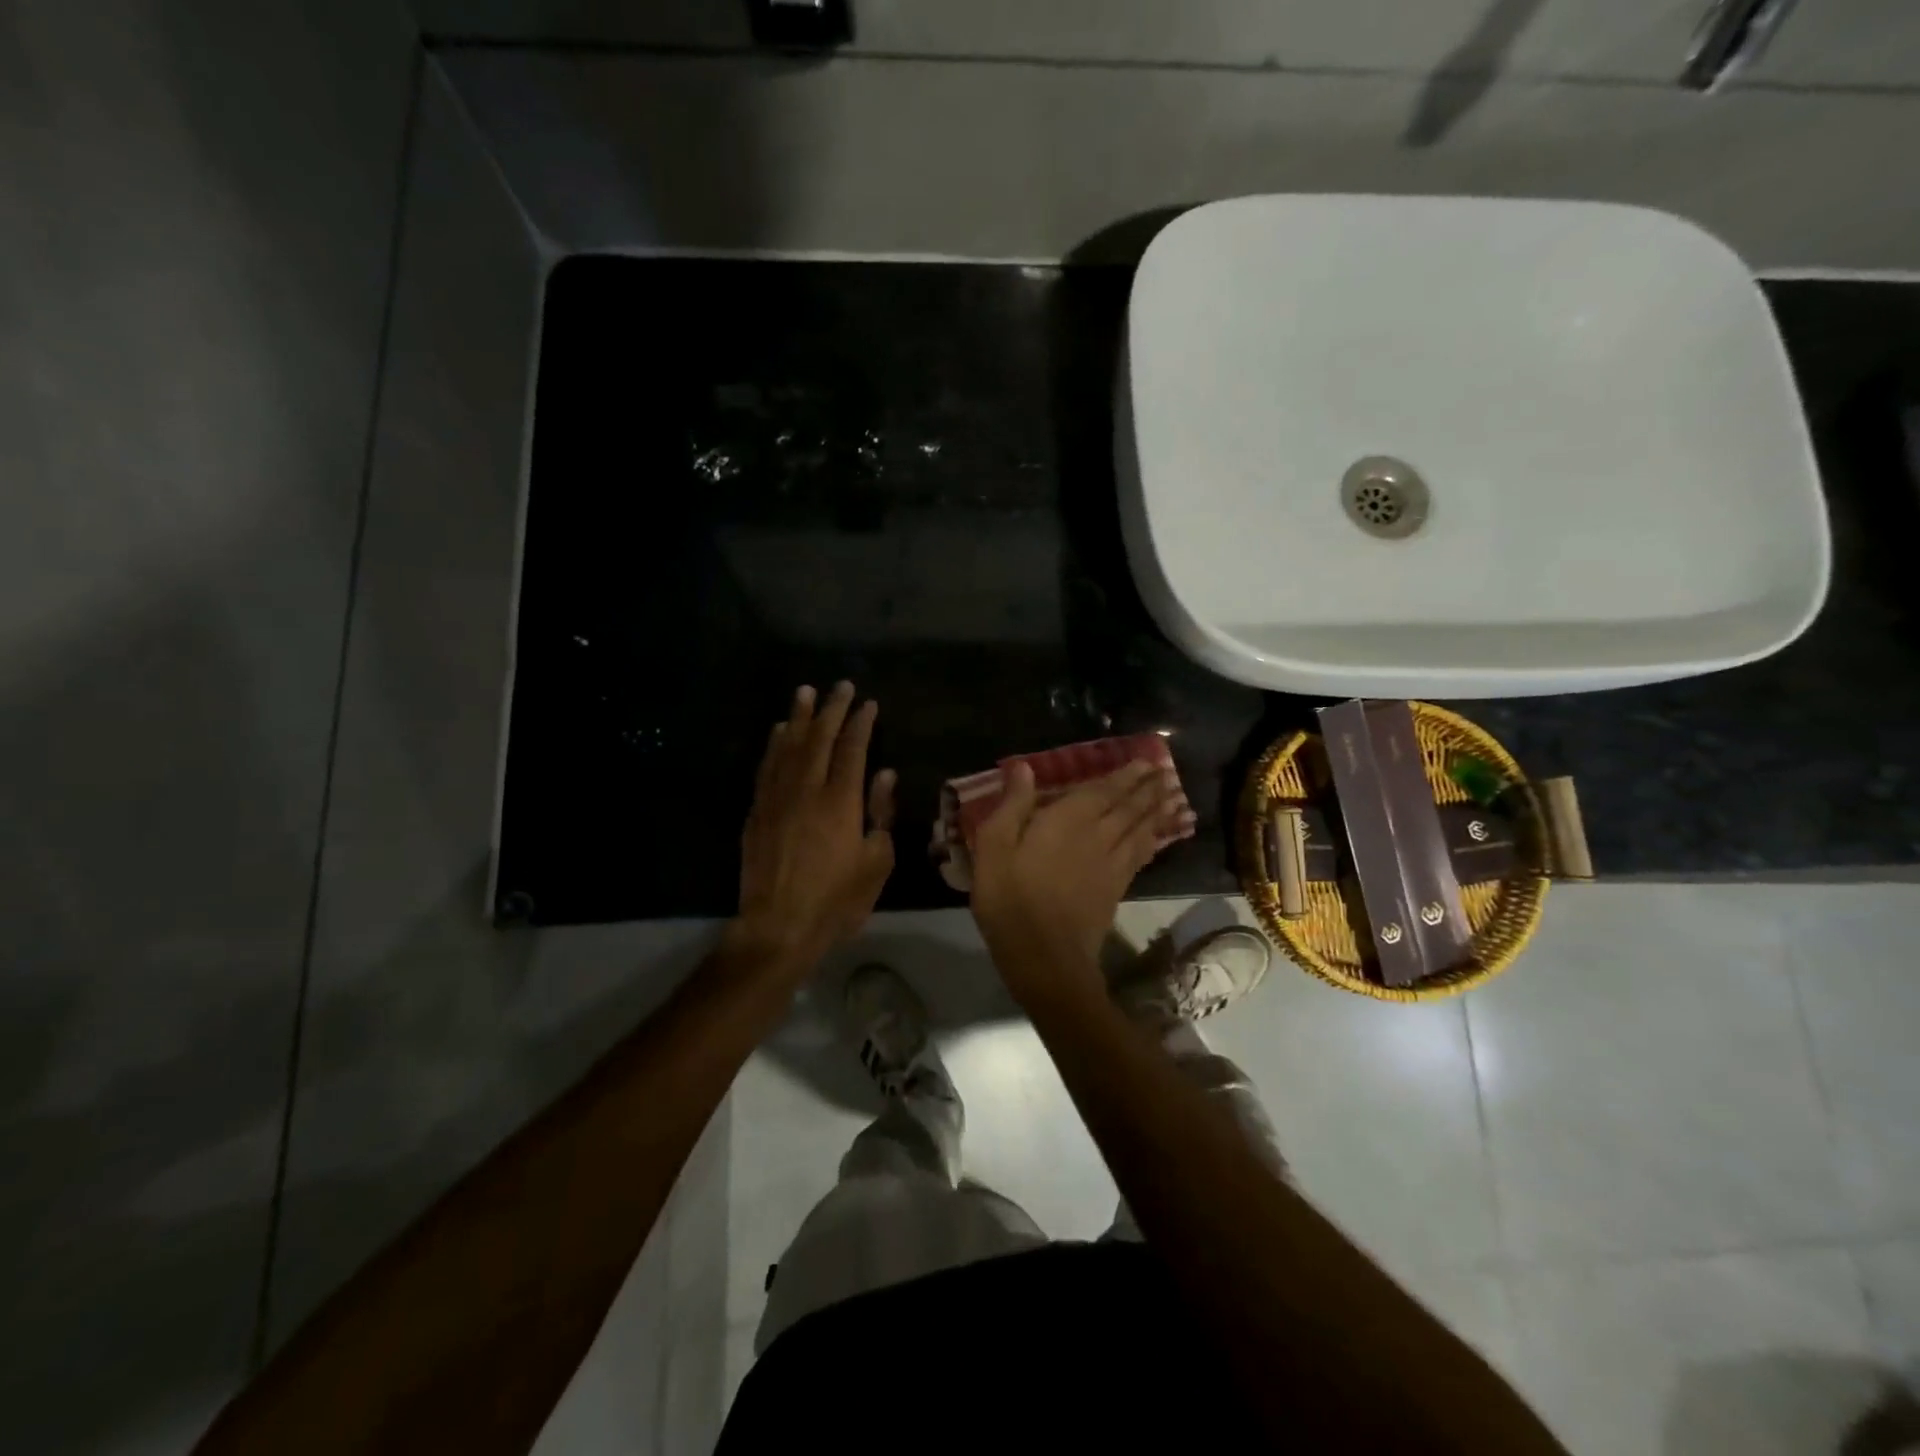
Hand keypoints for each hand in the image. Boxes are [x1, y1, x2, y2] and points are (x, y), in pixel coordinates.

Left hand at [733, 683, 895, 972]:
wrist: (779, 926)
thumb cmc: (837, 900)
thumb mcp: (876, 862)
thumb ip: (880, 813)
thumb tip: (883, 774)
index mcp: (841, 801)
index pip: (852, 749)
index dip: (860, 723)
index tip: (868, 703)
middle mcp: (807, 790)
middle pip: (818, 739)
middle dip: (831, 709)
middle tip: (839, 686)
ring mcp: (777, 799)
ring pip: (787, 746)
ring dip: (798, 717)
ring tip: (805, 692)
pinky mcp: (757, 812)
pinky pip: (766, 767)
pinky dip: (774, 744)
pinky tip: (778, 731)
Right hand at [968, 759, 1184, 1008]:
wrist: (1045, 956)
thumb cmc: (1011, 897)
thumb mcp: (995, 846)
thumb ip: (1013, 805)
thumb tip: (1024, 767)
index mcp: (1069, 819)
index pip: (1103, 789)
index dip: (1125, 774)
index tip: (1145, 760)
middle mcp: (1098, 834)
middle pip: (1130, 806)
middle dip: (1148, 788)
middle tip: (1166, 772)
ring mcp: (1112, 864)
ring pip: (1141, 829)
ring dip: (1157, 811)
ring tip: (1174, 796)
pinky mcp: (1116, 889)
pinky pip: (1140, 856)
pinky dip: (1152, 842)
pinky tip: (1157, 839)